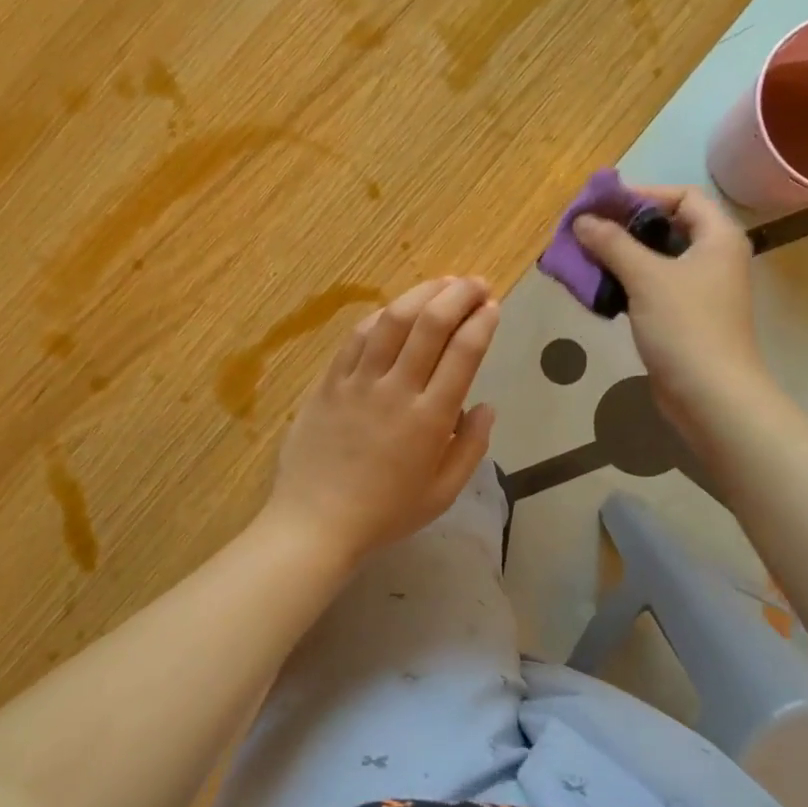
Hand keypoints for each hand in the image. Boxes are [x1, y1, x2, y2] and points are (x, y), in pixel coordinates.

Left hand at [267, 277, 498, 561]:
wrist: (314, 522)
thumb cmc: (384, 514)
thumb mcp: (442, 493)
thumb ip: (471, 447)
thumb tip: (486, 406)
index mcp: (430, 419)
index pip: (463, 353)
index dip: (482, 321)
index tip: (493, 305)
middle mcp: (396, 390)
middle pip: (430, 324)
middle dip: (458, 294)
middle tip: (475, 284)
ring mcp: (358, 382)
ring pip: (392, 320)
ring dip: (421, 294)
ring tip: (442, 284)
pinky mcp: (329, 381)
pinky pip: (357, 337)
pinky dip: (381, 316)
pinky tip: (395, 309)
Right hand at [572, 187, 768, 432]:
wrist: (711, 396)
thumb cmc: (685, 326)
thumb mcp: (645, 277)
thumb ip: (612, 243)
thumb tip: (582, 220)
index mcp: (718, 237)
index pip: (682, 196)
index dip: (643, 195)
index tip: (603, 206)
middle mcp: (713, 257)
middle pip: (666, 226)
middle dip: (623, 227)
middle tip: (585, 231)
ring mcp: (699, 289)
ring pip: (655, 259)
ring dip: (619, 256)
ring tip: (583, 258)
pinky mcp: (683, 316)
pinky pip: (651, 286)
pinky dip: (626, 282)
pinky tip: (598, 288)